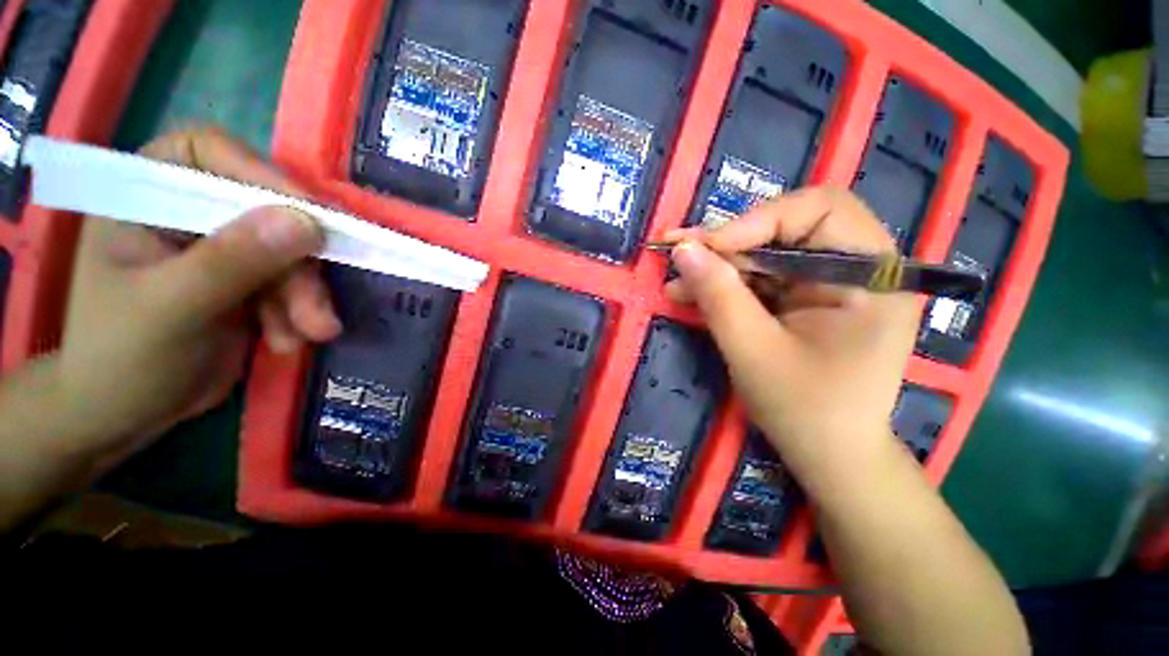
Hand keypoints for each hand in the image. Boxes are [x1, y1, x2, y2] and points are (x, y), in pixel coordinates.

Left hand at [54, 126, 340, 462]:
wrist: (123, 414)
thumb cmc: (120, 358)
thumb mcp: (171, 308)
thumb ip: (232, 261)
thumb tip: (307, 222)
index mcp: (146, 196)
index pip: (210, 153)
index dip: (264, 176)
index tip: (314, 218)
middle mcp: (187, 212)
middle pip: (266, 213)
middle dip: (299, 265)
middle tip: (317, 310)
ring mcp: (222, 249)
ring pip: (289, 254)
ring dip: (307, 297)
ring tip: (312, 335)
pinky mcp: (249, 282)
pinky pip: (293, 284)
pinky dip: (300, 313)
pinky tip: (288, 342)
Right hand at [663, 187, 919, 470]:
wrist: (829, 455)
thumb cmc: (805, 410)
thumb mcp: (754, 351)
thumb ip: (718, 296)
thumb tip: (683, 249)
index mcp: (873, 275)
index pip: (819, 209)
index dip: (756, 221)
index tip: (706, 248)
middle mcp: (859, 268)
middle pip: (787, 228)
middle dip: (729, 246)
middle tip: (680, 258)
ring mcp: (831, 284)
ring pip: (767, 254)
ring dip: (719, 267)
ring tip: (677, 283)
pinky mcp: (807, 300)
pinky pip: (762, 279)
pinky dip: (726, 285)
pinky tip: (692, 294)